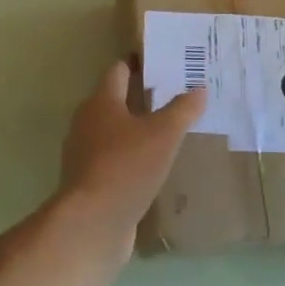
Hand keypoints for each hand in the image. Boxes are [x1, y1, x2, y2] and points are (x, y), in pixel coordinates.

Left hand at [50, 61, 206, 258]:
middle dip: (142, 97)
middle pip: (115, 101)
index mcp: (101, 102)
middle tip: (176, 97)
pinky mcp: (89, 181)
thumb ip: (182, 109)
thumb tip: (200, 89)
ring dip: (137, 130)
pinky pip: (113, 160)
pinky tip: (154, 167)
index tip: (164, 62)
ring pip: (114, 132)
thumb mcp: (164, 134)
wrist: (92, 222)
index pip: (119, 70)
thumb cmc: (127, 166)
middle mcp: (87, 122)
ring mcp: (84, 154)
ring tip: (170, 132)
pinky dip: (132, 158)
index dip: (140, 63)